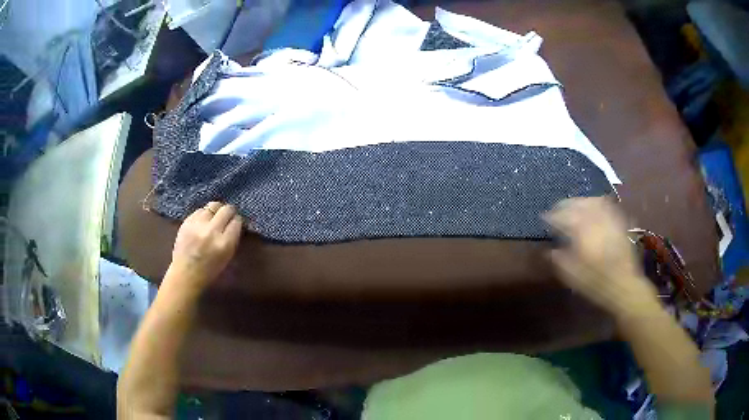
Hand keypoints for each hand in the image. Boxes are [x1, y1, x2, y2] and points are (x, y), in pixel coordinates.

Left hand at [169, 202, 242, 289]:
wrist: (185, 274)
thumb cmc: (209, 271)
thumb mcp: (227, 257)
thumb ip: (232, 238)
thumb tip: (235, 222)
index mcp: (225, 243)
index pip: (237, 221)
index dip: (237, 221)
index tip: (236, 224)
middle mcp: (212, 231)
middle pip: (226, 209)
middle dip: (229, 212)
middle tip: (227, 216)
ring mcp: (198, 224)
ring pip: (213, 206)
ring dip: (216, 211)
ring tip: (214, 217)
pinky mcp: (187, 221)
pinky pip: (200, 210)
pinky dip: (204, 214)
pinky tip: (203, 222)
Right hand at [544, 197, 658, 317]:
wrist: (624, 285)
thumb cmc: (596, 283)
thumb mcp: (572, 276)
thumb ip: (559, 259)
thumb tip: (549, 249)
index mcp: (581, 231)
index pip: (562, 216)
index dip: (551, 217)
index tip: (544, 219)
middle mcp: (595, 219)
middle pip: (577, 203)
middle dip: (564, 205)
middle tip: (556, 210)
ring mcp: (609, 218)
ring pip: (591, 200)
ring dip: (579, 201)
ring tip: (572, 206)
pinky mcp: (619, 221)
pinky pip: (606, 204)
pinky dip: (596, 202)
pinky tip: (593, 207)